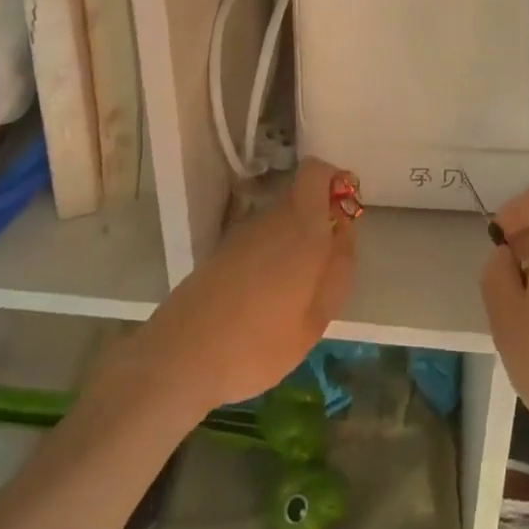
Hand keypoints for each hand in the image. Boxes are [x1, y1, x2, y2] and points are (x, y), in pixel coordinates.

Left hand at [106, 160, 357, 418]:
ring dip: (293, 244)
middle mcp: (272, 219)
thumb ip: (337, 270)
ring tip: (295, 295)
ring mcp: (243, 234)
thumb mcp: (315, 319)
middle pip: (301, 198)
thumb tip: (346, 232)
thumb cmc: (259, 342)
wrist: (182, 356)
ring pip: (280, 222)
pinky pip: (259, 242)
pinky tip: (264, 303)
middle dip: (318, 222)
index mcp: (302, 227)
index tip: (344, 214)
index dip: (334, 182)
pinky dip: (269, 260)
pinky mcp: (222, 252)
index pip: (316, 171)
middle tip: (325, 269)